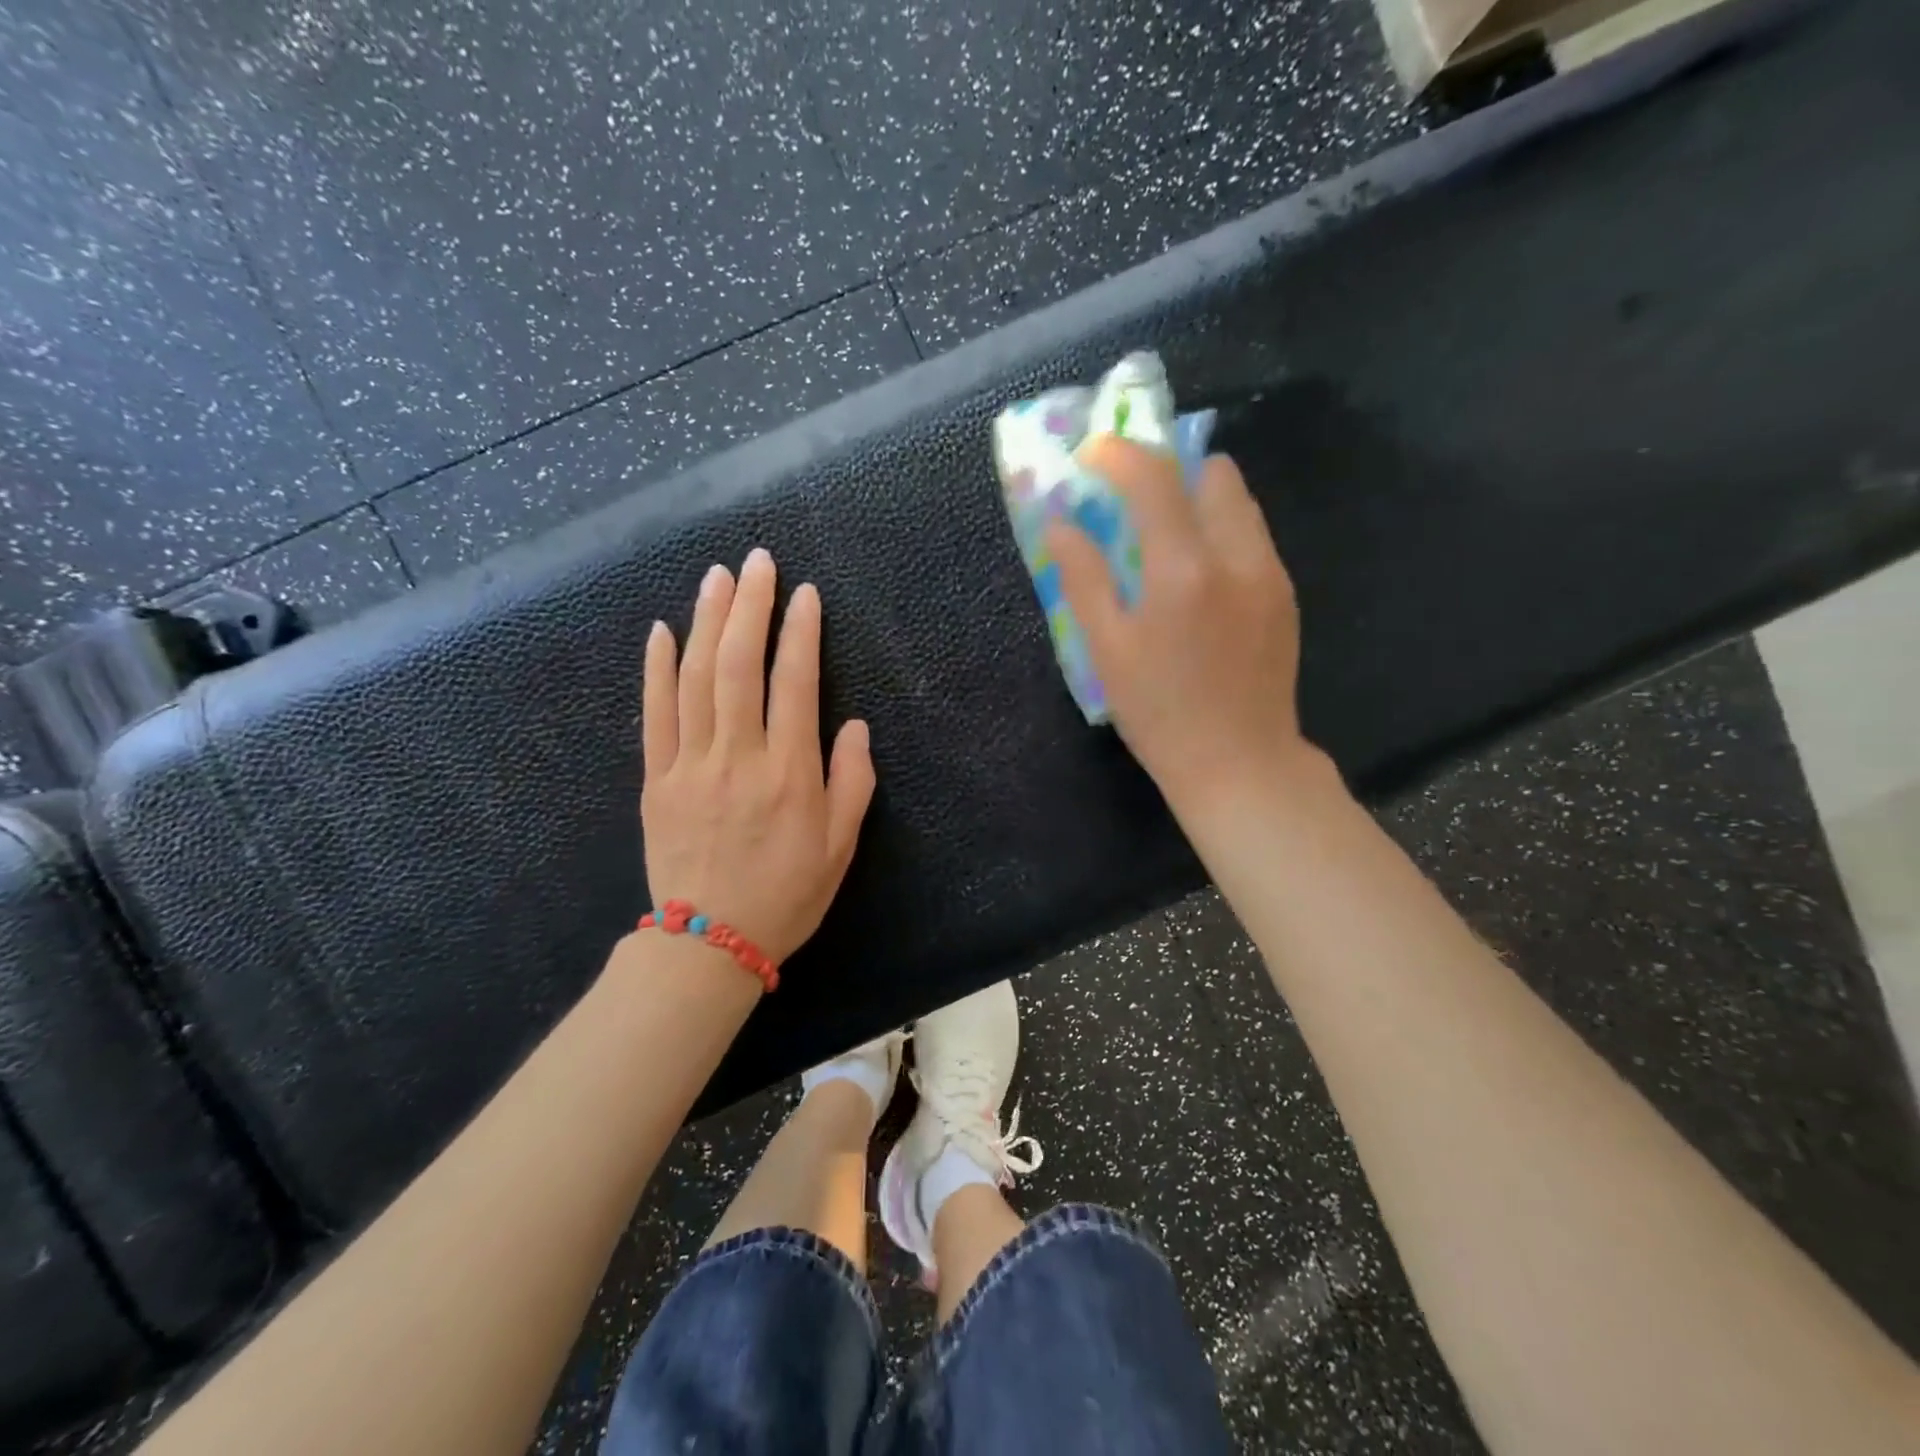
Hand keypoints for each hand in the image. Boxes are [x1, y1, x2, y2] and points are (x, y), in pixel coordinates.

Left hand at [641, 548, 875, 965]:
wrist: (709, 943)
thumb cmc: (786, 895)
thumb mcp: (840, 846)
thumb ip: (852, 781)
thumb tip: (853, 725)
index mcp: (789, 772)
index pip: (795, 683)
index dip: (801, 632)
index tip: (805, 594)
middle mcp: (738, 756)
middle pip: (740, 665)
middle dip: (750, 607)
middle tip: (758, 561)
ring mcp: (689, 764)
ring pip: (695, 678)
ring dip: (707, 621)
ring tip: (717, 577)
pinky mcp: (655, 779)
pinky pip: (653, 714)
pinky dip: (656, 668)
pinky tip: (661, 630)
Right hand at [1046, 436, 1311, 824]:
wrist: (1240, 763)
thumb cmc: (1160, 713)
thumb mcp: (1107, 651)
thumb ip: (1084, 578)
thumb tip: (1060, 524)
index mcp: (1184, 570)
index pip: (1154, 479)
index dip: (1119, 455)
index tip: (1093, 454)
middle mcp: (1237, 556)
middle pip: (1212, 473)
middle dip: (1169, 470)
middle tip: (1133, 498)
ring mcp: (1270, 573)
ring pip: (1239, 503)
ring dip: (1198, 499)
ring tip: (1164, 536)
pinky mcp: (1285, 594)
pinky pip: (1252, 537)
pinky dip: (1220, 532)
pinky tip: (1198, 577)